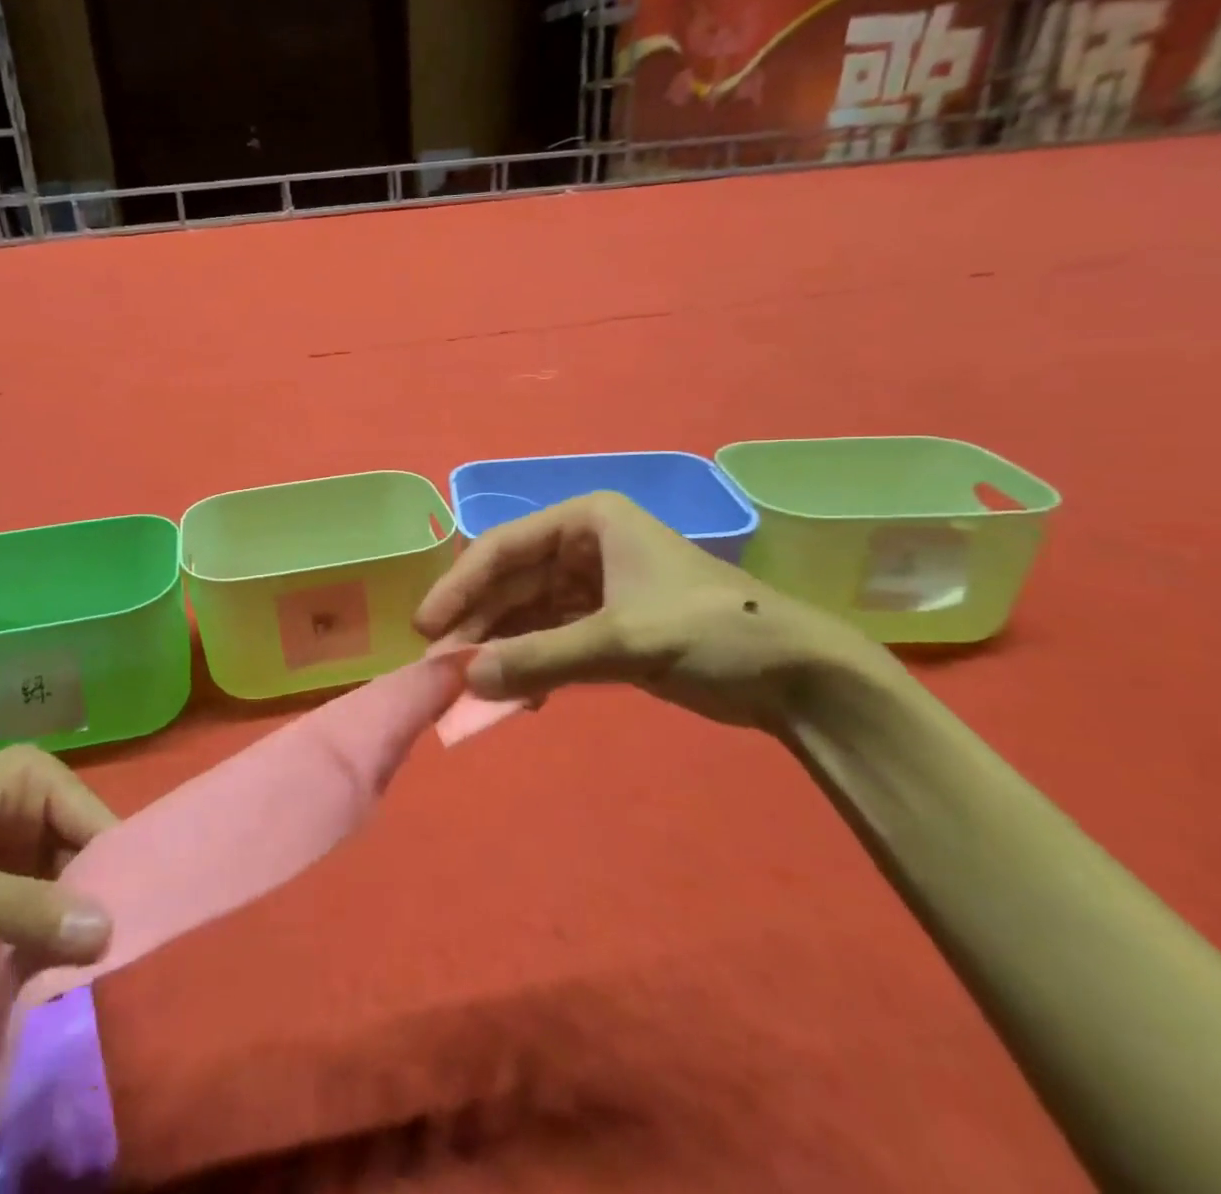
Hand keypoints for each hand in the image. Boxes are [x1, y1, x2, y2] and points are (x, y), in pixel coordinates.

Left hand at [0, 746, 117, 977]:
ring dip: (60, 924)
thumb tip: (107, 934)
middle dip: (83, 904)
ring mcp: (11, 833)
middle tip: (84, 963)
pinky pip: (35, 897)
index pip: (93, 821)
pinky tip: (34, 965)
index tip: (115, 935)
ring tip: (58, 971)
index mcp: (30, 775)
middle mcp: (29, 796)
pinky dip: (37, 931)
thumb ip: (26, 909)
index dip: (109, 874)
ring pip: (61, 878)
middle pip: (81, 850)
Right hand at [415, 491, 891, 727]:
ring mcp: (595, 587)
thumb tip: (467, 681)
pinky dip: (531, 666)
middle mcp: (584, 546)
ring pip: (527, 615)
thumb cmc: (710, 630)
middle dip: (477, 625)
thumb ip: (540, 659)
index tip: (425, 628)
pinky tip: (517, 698)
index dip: (460, 586)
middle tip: (440, 669)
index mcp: (587, 521)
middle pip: (511, 583)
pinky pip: (551, 641)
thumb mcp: (622, 639)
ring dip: (500, 650)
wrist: (796, 676)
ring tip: (469, 689)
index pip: (503, 547)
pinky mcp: (607, 626)